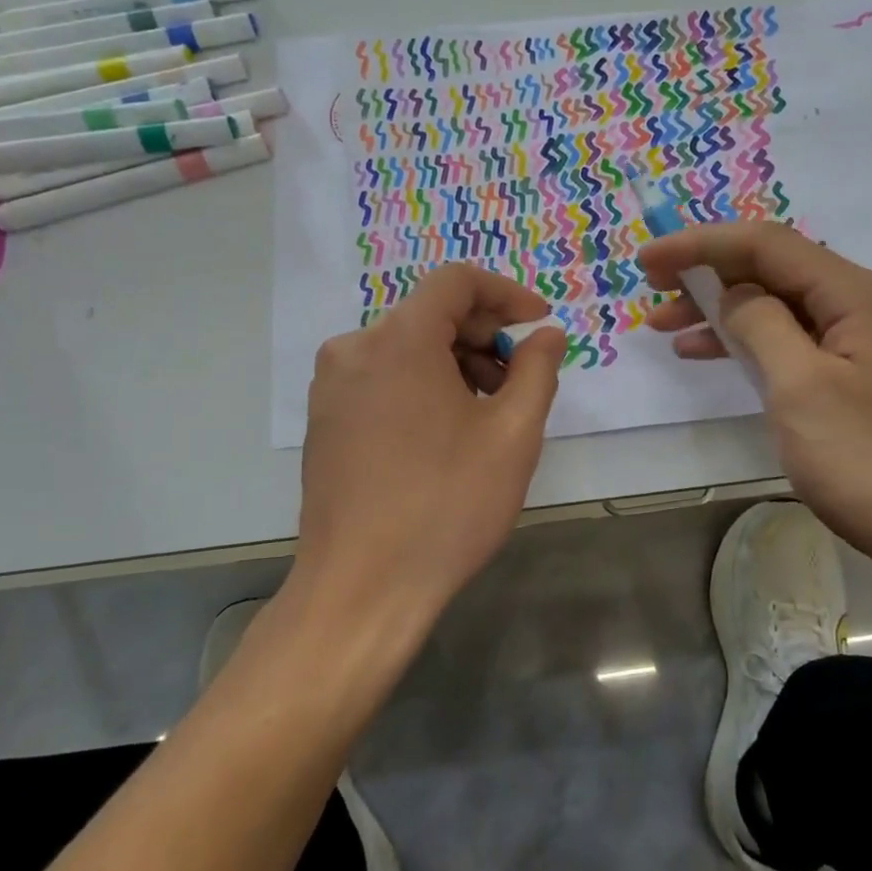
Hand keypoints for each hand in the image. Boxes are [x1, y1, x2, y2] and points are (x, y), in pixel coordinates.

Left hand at [294, 265, 564, 628]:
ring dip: (454, 362)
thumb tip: (547, 334)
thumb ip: (537, 370)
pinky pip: (381, 377)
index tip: (539, 322)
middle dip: (483, 334)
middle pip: (429, 313)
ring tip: (488, 412)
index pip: (456, 282)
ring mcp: (332, 385)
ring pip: (406, 347)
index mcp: (399, 340)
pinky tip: (445, 431)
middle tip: (520, 378)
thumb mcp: (513, 436)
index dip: (506, 293)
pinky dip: (421, 384)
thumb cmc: (446, 506)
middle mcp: (355, 349)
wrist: (361, 588)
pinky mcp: (324, 419)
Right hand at [641, 223, 871, 590]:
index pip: (767, 244)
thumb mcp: (803, 389)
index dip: (701, 244)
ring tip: (666, 327)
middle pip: (773, 269)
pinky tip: (711, 354)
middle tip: (652, 290)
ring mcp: (863, 345)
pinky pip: (792, 342)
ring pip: (779, 307)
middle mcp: (863, 306)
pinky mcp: (857, 379)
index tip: (647, 261)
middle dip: (708, 274)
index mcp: (856, 295)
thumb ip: (761, 326)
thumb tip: (731, 294)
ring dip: (721, 311)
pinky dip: (747, 343)